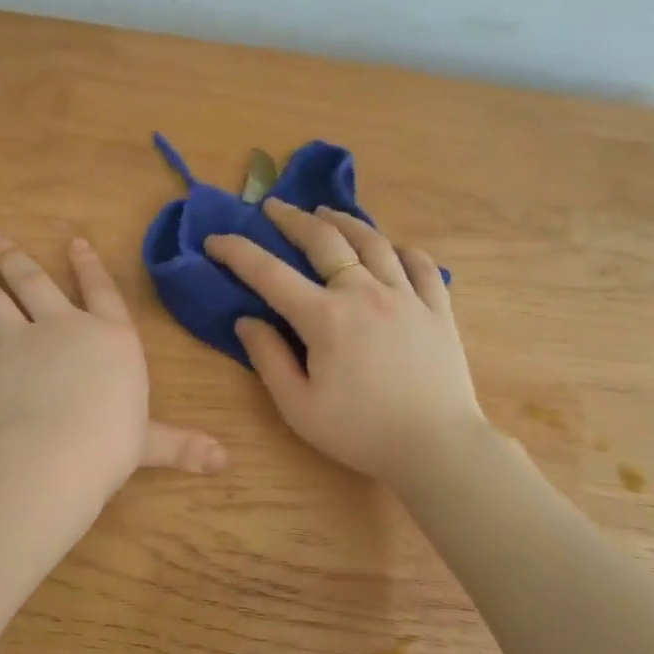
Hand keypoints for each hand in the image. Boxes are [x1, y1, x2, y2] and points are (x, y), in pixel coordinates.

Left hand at [0, 232, 226, 494]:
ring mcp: (22, 342)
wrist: (55, 454)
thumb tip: (224, 462)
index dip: (88, 266)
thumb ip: (181, 445)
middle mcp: (65, 328)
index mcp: (110, 338)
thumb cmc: (112, 442)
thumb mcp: (151, 442)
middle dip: (13, 257)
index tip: (74, 241)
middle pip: (34, 282)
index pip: (102, 291)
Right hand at [205, 199, 485, 482]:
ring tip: (327, 213)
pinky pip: (421, 265)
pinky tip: (392, 249)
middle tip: (273, 206)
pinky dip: (402, 250)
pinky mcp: (438, 309)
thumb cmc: (360, 432)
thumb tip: (247, 321)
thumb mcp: (299, 407)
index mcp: (325, 318)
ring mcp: (407, 296)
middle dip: (293, 218)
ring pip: (373, 242)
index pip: (269, 273)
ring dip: (344, 222)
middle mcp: (364, 293)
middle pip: (324, 240)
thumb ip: (269, 359)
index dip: (237, 252)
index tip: (215, 240)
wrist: (438, 447)